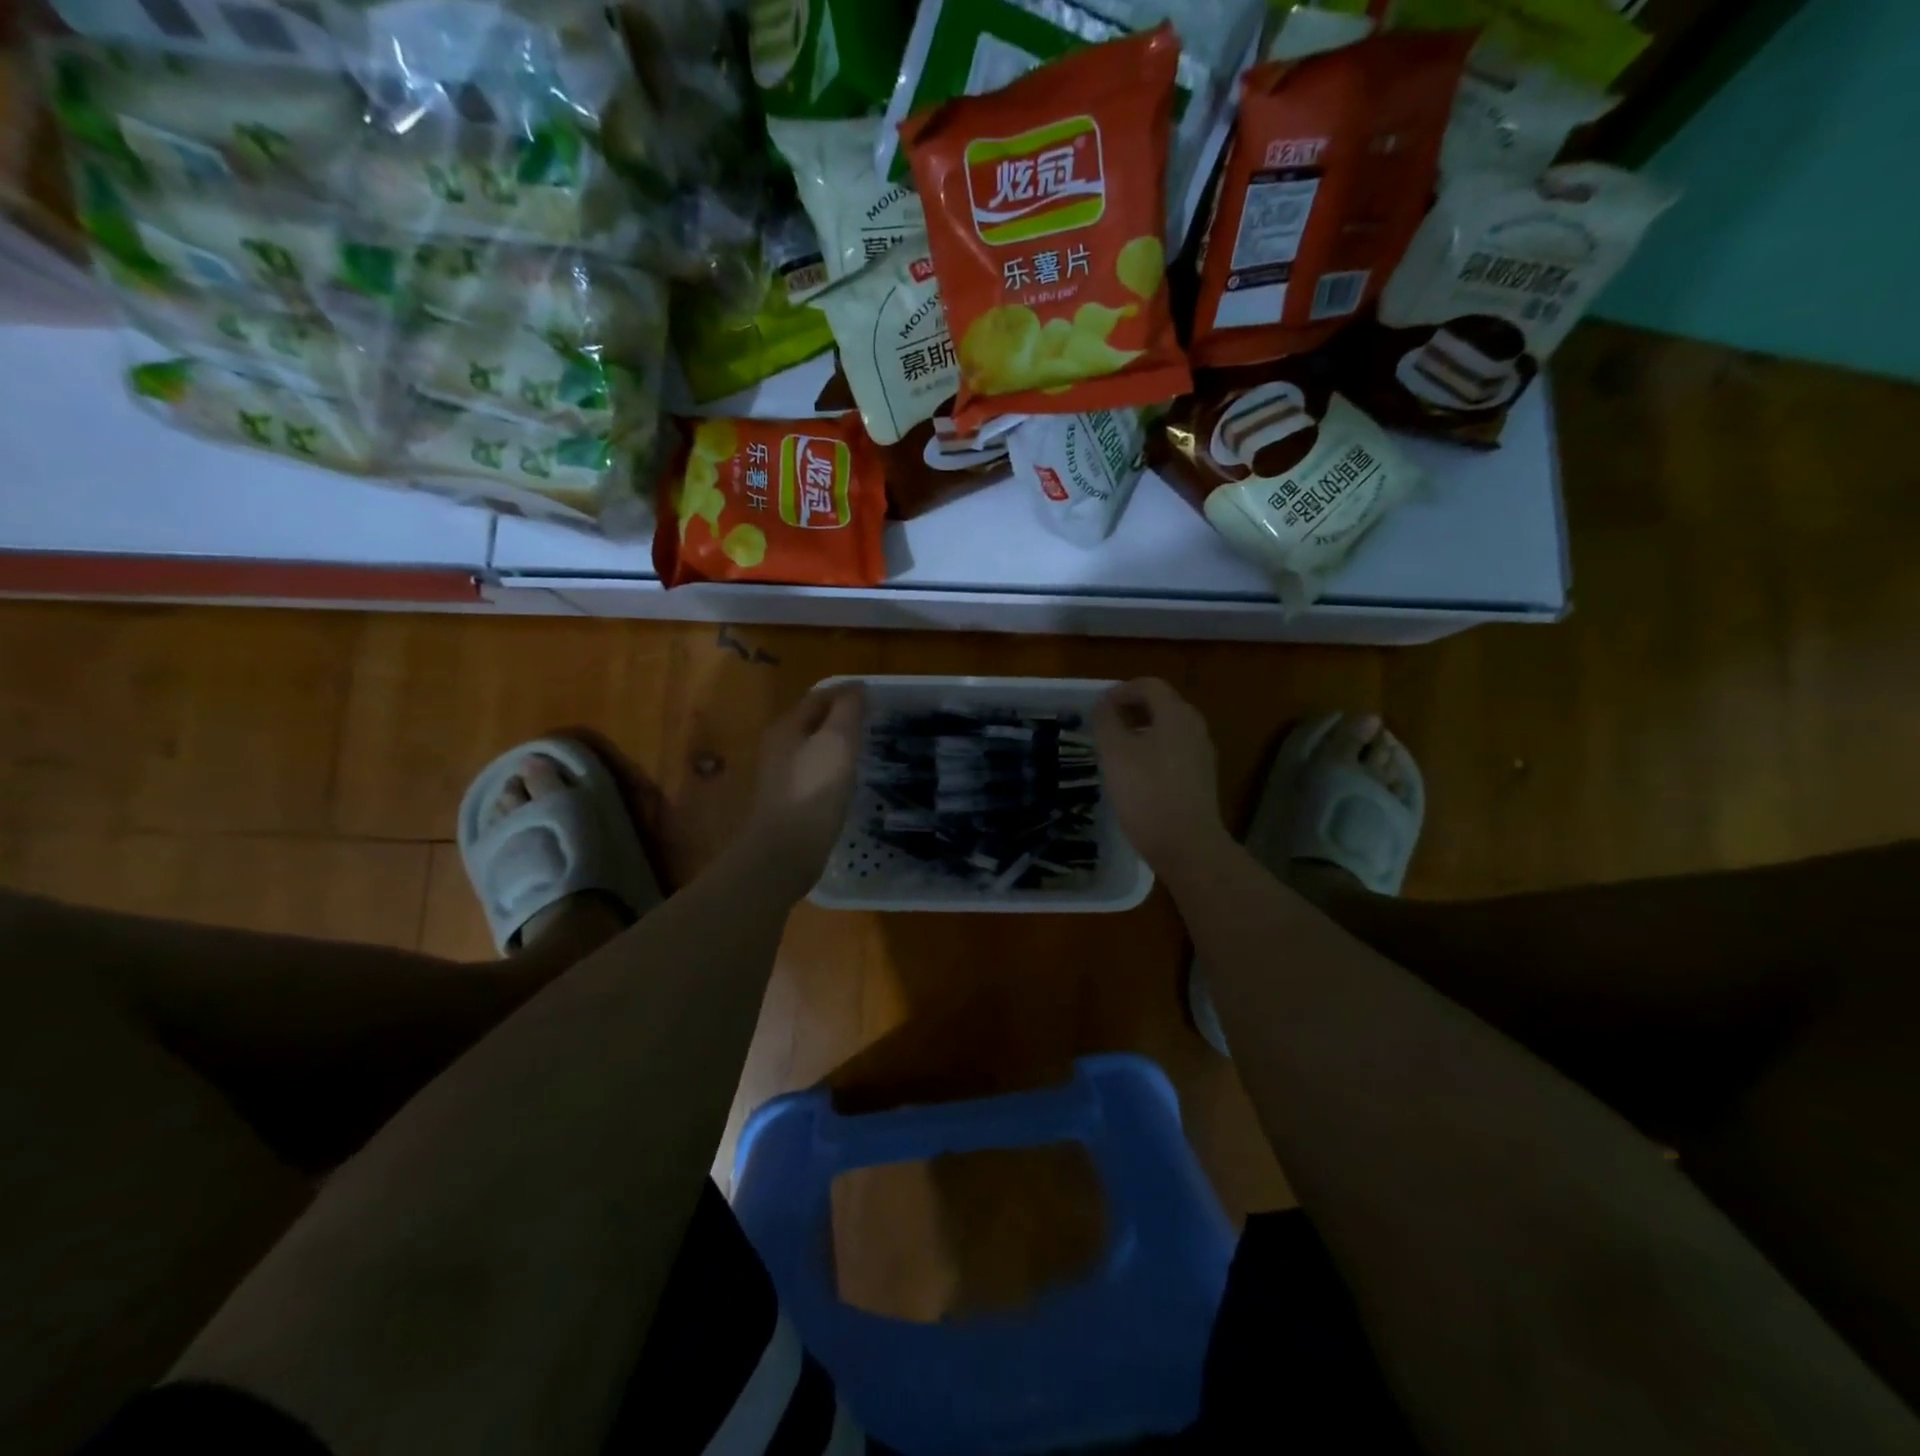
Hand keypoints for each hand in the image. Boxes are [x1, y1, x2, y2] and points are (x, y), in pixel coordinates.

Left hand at [744, 682, 865, 892]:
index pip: (819, 696)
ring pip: (813, 747)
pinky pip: (814, 772)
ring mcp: (781, 775)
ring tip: (866, 748)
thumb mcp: (836, 742)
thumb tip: (856, 687)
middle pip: (813, 721)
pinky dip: (833, 767)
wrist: (785, 852)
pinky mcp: (789, 800)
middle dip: (841, 717)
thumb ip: (847, 710)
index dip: (847, 692)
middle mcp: (778, 746)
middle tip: (874, 721)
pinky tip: (848, 780)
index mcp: (787, 726)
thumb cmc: (814, 790)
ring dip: (837, 743)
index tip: (876, 697)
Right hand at [1093, 678, 1230, 878]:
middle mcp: (1194, 728)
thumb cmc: (1147, 793)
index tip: (1098, 707)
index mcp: (1176, 715)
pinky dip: (1152, 750)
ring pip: (1168, 729)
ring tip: (1115, 749)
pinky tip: (1135, 773)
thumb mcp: (1115, 753)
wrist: (1186, 845)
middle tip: (1104, 725)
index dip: (1121, 690)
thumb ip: (1107, 722)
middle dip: (1131, 709)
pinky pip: (1173, 751)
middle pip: (1162, 705)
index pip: (1150, 686)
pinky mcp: (1200, 778)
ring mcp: (1201, 754)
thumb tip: (1104, 706)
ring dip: (1141, 730)